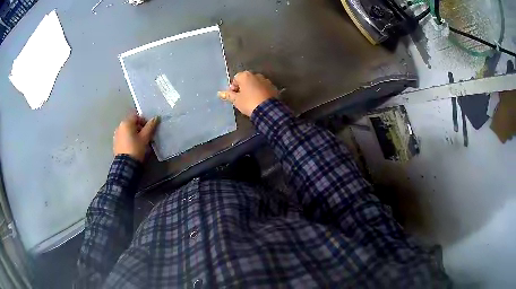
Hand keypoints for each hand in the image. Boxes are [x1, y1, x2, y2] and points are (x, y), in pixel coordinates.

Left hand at [113, 114, 158, 162]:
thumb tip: (156, 118)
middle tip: (145, 136)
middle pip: (131, 123)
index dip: (144, 121)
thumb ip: (150, 126)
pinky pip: (123, 137)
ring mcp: (116, 135)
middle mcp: (119, 127)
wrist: (126, 165)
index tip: (149, 129)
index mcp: (126, 123)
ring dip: (133, 134)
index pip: (137, 116)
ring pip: (127, 131)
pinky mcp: (115, 143)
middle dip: (139, 128)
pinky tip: (133, 146)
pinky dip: (128, 139)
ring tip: (139, 142)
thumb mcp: (145, 137)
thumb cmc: (136, 148)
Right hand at [218, 71, 278, 116]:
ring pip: (256, 83)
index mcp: (246, 75)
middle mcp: (256, 75)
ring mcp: (266, 80)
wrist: (267, 110)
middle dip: (243, 87)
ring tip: (251, 100)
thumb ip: (228, 95)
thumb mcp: (236, 100)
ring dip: (253, 89)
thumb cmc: (248, 102)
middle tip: (241, 98)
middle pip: (246, 80)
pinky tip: (260, 100)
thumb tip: (220, 93)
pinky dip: (261, 92)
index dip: (233, 87)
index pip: (236, 78)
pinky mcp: (273, 87)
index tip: (234, 96)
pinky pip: (264, 88)